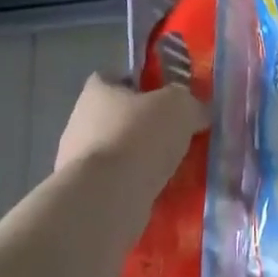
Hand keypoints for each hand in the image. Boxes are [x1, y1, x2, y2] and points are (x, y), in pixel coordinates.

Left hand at [55, 74, 208, 197]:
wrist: (106, 199)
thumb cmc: (139, 136)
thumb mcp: (180, 106)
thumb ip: (191, 104)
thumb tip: (198, 112)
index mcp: (97, 91)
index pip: (116, 77)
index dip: (141, 84)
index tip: (165, 97)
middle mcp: (81, 122)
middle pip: (119, 117)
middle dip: (145, 126)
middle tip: (176, 135)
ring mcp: (79, 162)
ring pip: (119, 153)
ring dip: (141, 160)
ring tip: (175, 168)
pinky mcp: (85, 196)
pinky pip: (118, 184)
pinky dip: (136, 187)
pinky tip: (162, 193)